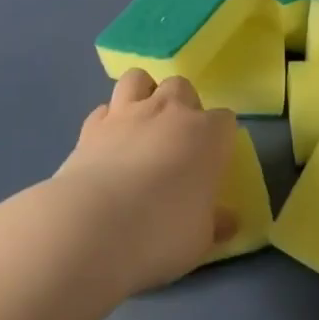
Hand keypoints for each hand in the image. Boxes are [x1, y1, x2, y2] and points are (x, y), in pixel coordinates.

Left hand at [50, 70, 239, 293]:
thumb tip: (228, 221)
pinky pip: (104, 110)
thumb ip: (214, 223)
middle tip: (177, 140)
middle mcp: (170, 112)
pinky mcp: (90, 127)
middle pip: (182, 87)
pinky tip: (107, 144)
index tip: (212, 162)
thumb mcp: (200, 240)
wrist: (92, 228)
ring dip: (143, 94)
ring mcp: (127, 114)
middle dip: (182, 105)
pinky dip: (107, 121)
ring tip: (141, 124)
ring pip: (139, 79)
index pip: (225, 120)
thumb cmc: (161, 233)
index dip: (219, 139)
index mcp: (207, 135)